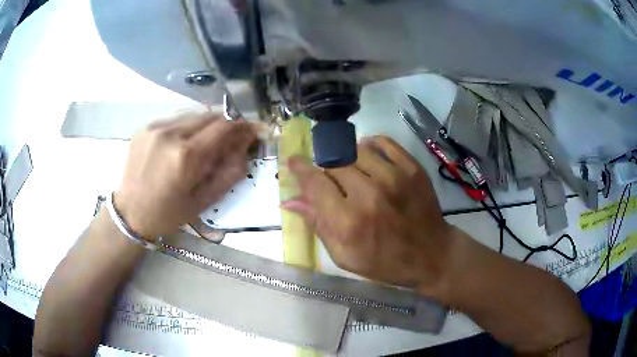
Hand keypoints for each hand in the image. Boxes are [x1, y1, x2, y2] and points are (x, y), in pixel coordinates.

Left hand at [114, 112, 255, 240]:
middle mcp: (170, 134)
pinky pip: (175, 118)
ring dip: (206, 124)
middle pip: (209, 115)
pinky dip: (186, 126)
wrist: (130, 213)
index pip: (223, 127)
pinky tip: (183, 142)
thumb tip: (245, 147)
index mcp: (185, 156)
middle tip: (230, 138)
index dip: (241, 126)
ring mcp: (155, 127)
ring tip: (206, 142)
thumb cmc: (168, 213)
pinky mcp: (145, 127)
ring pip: (193, 114)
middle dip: (225, 124)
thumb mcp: (203, 202)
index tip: (251, 130)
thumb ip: (228, 173)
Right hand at [282, 136, 454, 293]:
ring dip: (346, 158)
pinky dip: (370, 144)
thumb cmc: (385, 262)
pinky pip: (383, 142)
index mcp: (349, 222)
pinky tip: (366, 153)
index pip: (315, 184)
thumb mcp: (345, 256)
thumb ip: (317, 225)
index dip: (300, 169)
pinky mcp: (412, 168)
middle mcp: (369, 194)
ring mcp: (394, 177)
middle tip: (330, 180)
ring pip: (355, 150)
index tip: (293, 161)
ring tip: (350, 170)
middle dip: (325, 170)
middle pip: (333, 164)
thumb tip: (289, 200)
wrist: (431, 255)